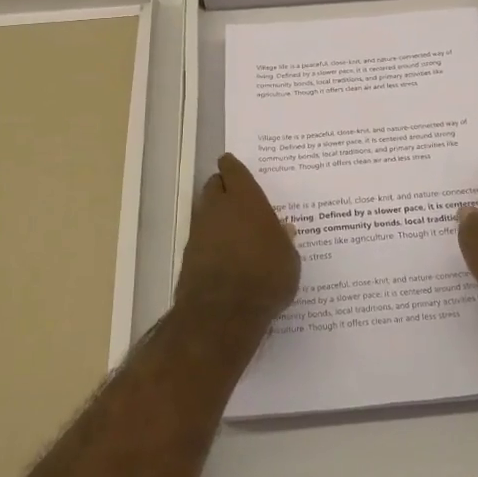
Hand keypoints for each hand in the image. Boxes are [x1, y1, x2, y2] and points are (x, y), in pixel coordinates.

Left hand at [176, 154, 299, 329]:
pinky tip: (225, 253)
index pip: (233, 170)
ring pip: (205, 211)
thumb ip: (284, 241)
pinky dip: (211, 239)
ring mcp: (199, 232)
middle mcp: (218, 208)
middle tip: (236, 194)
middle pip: (214, 186)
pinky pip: (202, 237)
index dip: (232, 166)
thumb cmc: (265, 277)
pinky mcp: (189, 256)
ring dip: (216, 214)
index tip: (231, 162)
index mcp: (245, 199)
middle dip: (223, 186)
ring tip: (233, 226)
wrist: (222, 314)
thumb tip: (282, 230)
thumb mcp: (288, 260)